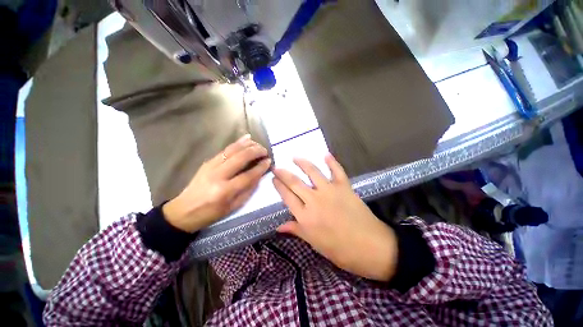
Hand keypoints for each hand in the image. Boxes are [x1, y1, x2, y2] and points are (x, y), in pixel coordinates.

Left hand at [163, 135, 270, 232]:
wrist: (183, 211)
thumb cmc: (210, 213)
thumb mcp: (233, 207)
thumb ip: (247, 190)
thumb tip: (259, 175)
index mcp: (225, 191)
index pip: (248, 175)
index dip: (261, 167)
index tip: (269, 161)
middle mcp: (218, 175)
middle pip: (241, 158)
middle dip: (256, 151)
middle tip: (265, 151)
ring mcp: (211, 166)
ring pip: (233, 150)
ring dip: (247, 145)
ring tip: (258, 144)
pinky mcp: (208, 162)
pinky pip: (225, 149)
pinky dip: (237, 143)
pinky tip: (246, 138)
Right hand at [273, 155, 397, 281]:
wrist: (371, 247)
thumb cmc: (341, 250)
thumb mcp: (315, 243)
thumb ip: (297, 230)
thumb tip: (278, 227)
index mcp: (306, 217)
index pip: (287, 197)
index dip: (279, 186)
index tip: (273, 178)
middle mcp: (315, 200)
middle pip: (295, 182)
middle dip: (283, 173)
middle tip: (277, 167)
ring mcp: (330, 191)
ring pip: (312, 172)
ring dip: (302, 163)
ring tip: (295, 157)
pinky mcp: (344, 187)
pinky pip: (337, 171)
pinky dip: (332, 161)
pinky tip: (326, 154)